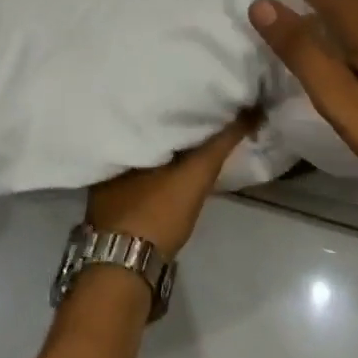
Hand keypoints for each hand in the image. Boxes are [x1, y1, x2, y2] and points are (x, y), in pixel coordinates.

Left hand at [86, 113, 258, 257]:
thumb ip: (221, 142)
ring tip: (189, 134)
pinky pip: (136, 171)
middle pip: (145, 129)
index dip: (176, 99)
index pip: (152, 107)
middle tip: (198, 111)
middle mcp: (108, 152)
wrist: (126, 265)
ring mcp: (106, 181)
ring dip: (163, 145)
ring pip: (141, 151)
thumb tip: (251, 110)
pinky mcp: (110, 202)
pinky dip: (154, 165)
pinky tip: (168, 166)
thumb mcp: (195, 174)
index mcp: (122, 136)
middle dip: (169, 121)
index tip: (199, 92)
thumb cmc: (157, 211)